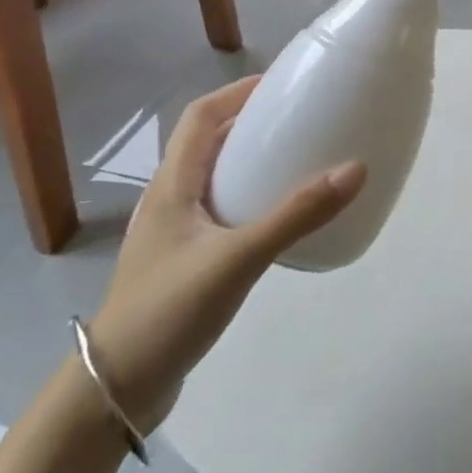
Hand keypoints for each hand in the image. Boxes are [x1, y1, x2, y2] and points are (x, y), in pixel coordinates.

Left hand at [87, 77, 366, 431]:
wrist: (116, 390)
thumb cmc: (168, 310)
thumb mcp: (238, 258)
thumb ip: (297, 215)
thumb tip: (356, 169)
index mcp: (172, 185)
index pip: (201, 116)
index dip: (238, 91)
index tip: (283, 83)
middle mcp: (170, 200)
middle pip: (209, 142)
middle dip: (252, 122)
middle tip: (303, 118)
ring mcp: (176, 233)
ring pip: (216, 178)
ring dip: (252, 160)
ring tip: (299, 159)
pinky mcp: (186, 261)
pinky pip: (223, 210)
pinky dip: (251, 197)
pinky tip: (280, 217)